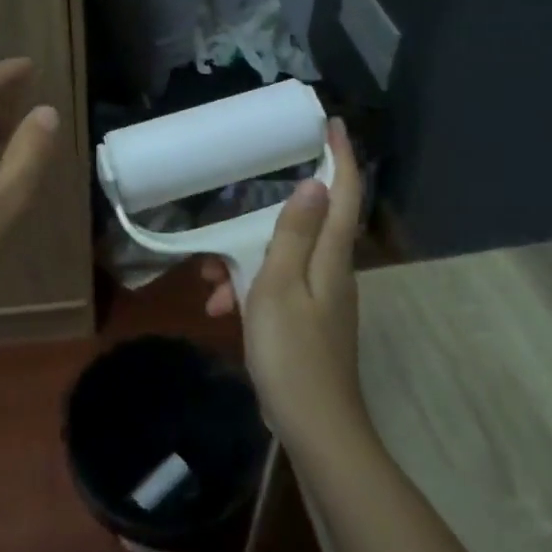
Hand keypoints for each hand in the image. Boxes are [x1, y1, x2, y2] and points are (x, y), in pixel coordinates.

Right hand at [199, 118, 365, 443]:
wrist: (314, 427)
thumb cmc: (292, 352)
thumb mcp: (279, 287)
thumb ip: (293, 235)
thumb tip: (313, 184)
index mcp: (330, 258)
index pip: (342, 195)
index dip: (341, 157)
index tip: (333, 124)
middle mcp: (333, 274)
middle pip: (308, 226)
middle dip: (268, 217)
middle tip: (233, 212)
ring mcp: (323, 302)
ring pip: (284, 261)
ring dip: (247, 262)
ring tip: (209, 284)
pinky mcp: (309, 326)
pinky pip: (278, 291)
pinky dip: (250, 292)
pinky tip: (221, 311)